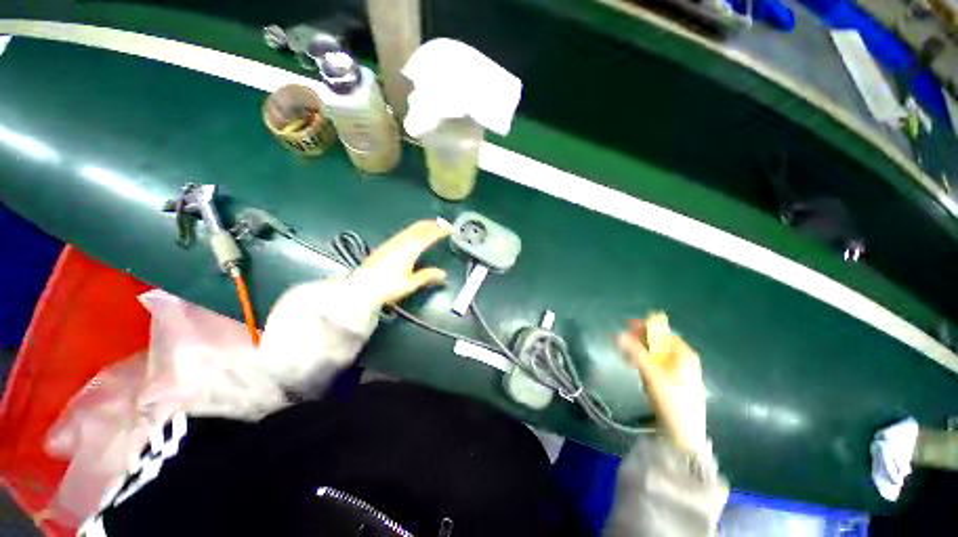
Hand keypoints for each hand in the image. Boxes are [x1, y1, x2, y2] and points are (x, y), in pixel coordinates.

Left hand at [349, 220, 451, 304]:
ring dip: (423, 225)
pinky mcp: (385, 246)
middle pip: (419, 227)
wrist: (361, 288)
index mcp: (410, 250)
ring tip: (432, 227)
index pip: (429, 236)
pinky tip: (413, 235)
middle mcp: (401, 242)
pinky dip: (414, 230)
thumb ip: (427, 276)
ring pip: (410, 229)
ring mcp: (391, 242)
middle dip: (432, 224)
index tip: (450, 229)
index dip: (441, 231)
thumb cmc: (387, 287)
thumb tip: (442, 274)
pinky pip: (403, 233)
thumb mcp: (410, 284)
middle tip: (443, 224)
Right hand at [619, 313, 707, 453]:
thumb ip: (635, 353)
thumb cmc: (671, 400)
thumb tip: (619, 334)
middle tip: (622, 342)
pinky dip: (645, 362)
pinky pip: (658, 365)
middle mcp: (684, 360)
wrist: (684, 434)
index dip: (645, 327)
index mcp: (684, 354)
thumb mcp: (652, 374)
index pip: (663, 332)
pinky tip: (636, 368)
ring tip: (626, 356)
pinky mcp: (675, 382)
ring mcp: (681, 372)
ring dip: (640, 351)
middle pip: (660, 342)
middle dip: (640, 340)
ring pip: (657, 354)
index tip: (626, 325)